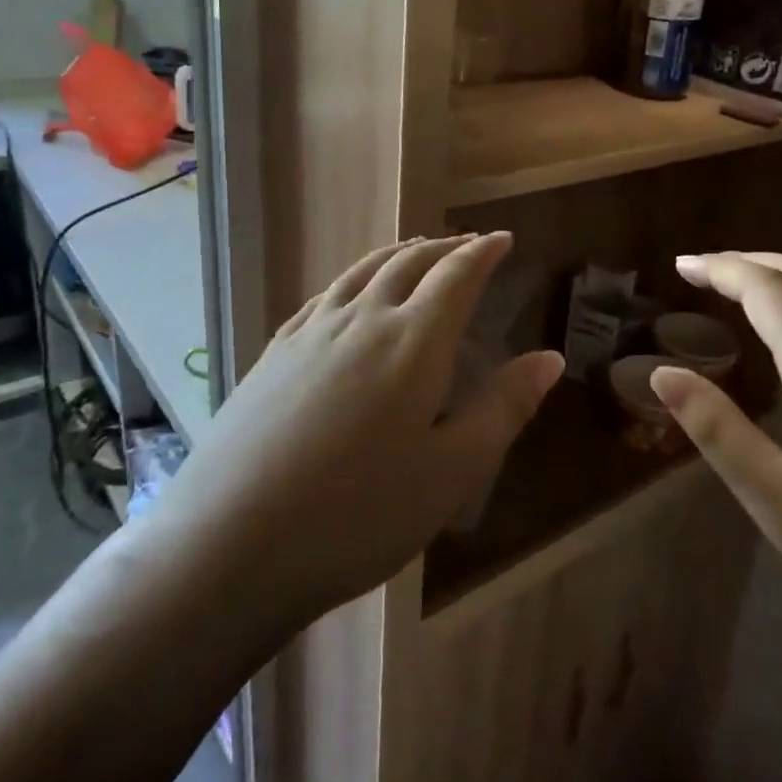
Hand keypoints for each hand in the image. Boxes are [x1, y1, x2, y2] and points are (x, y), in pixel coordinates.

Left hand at [159, 232, 562, 629]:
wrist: (232, 543)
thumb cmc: (360, 514)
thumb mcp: (453, 471)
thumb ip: (504, 407)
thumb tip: (549, 357)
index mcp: (412, 341)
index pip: (456, 275)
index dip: (482, 252)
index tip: (502, 238)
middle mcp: (361, 320)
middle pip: (407, 263)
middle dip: (443, 247)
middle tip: (466, 244)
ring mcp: (310, 333)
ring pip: (361, 271)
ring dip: (397, 254)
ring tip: (416, 251)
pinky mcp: (274, 353)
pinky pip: (325, 296)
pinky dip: (353, 279)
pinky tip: (350, 295)